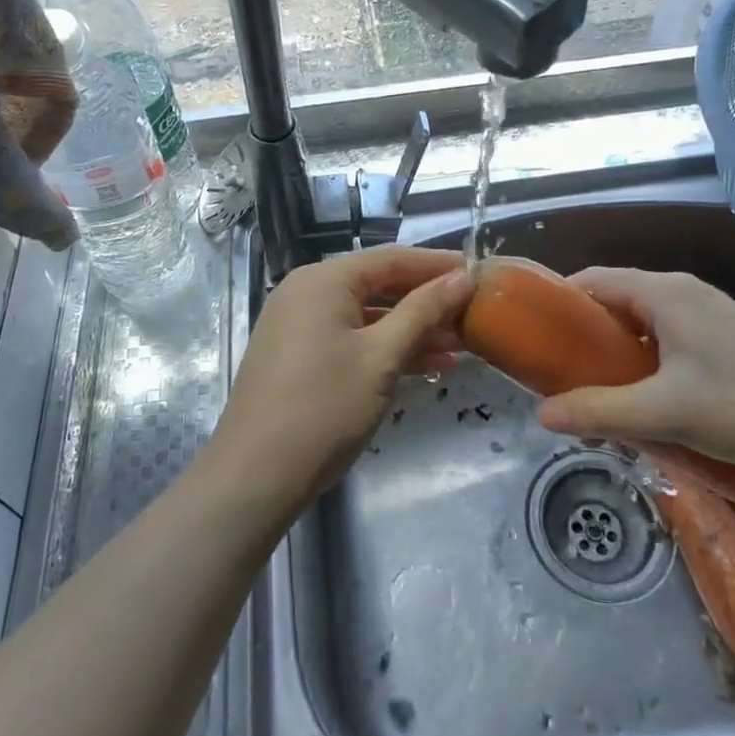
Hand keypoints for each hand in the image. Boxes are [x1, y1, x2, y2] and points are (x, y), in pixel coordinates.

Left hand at [204, 246, 472, 513]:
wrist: (255, 476)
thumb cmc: (324, 408)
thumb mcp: (382, 357)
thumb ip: (423, 312)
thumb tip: (463, 277)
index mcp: (323, 280)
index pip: (391, 259)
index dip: (437, 265)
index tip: (479, 274)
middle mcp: (307, 292)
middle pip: (378, 285)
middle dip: (426, 302)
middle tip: (473, 314)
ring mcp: (298, 325)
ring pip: (366, 316)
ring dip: (410, 329)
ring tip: (459, 347)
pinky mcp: (298, 356)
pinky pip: (350, 338)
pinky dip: (384, 349)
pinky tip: (424, 367)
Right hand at [534, 267, 734, 480]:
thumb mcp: (667, 413)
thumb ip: (601, 411)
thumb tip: (541, 414)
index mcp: (664, 293)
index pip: (592, 281)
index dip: (557, 305)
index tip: (533, 340)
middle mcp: (683, 293)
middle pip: (615, 304)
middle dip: (584, 340)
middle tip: (562, 381)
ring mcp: (710, 316)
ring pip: (643, 327)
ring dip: (616, 359)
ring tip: (599, 399)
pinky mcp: (729, 341)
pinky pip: (669, 342)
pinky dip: (646, 366)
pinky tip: (648, 406)